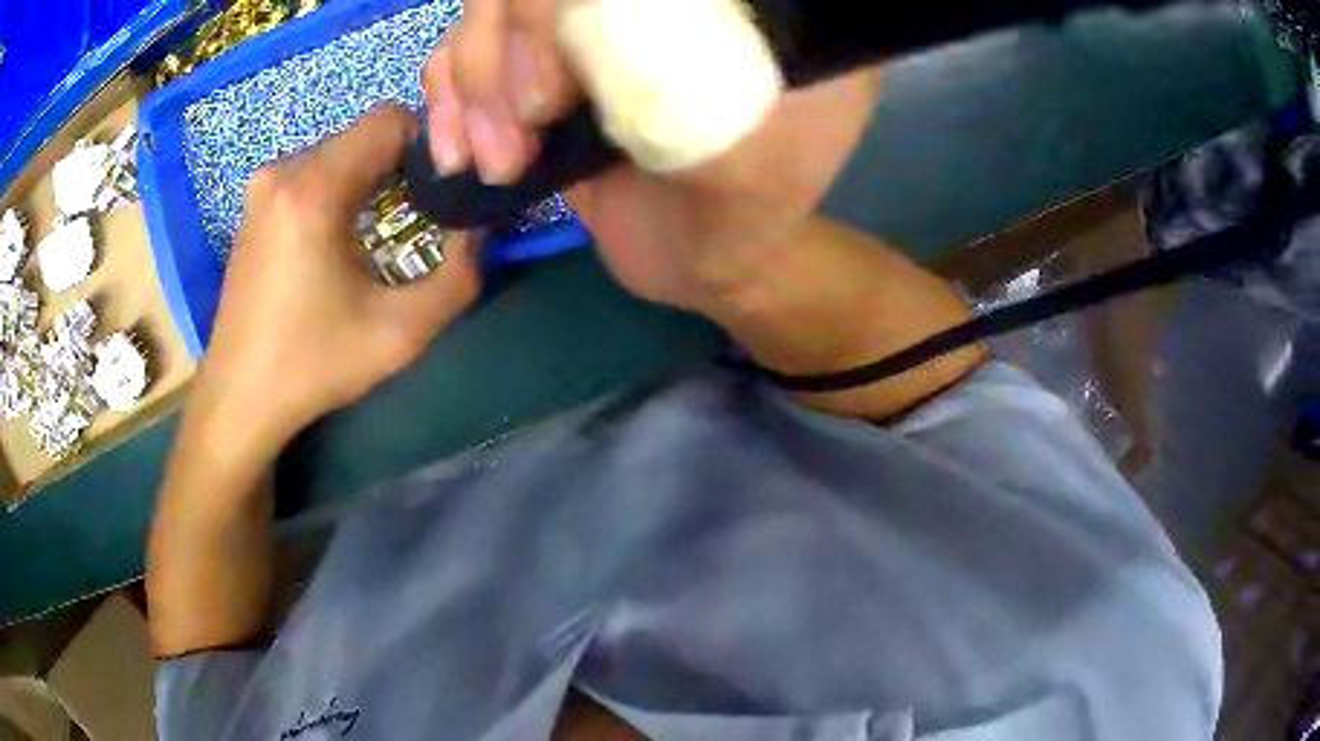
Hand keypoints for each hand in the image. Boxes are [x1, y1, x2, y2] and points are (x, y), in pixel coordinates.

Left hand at [190, 105, 480, 461]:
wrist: (239, 398)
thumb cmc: (313, 366)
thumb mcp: (400, 333)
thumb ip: (458, 275)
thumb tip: (480, 225)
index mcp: (313, 190)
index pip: (389, 119)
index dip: (428, 144)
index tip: (443, 188)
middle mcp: (283, 172)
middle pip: (364, 135)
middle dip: (401, 165)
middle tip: (420, 216)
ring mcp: (263, 187)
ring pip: (339, 151)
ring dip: (370, 178)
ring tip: (381, 232)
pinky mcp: (255, 205)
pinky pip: (312, 172)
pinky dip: (340, 189)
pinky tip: (341, 240)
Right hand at [422, 0, 880, 311]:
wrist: (701, 258)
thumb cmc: (740, 217)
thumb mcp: (748, 166)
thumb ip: (692, 99)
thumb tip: (591, 29)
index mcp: (701, 7)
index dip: (545, 16)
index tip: (546, 104)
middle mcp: (631, 9)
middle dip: (498, 61)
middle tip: (515, 145)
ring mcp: (576, 36)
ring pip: (483, 16)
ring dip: (469, 92)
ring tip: (499, 166)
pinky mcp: (535, 73)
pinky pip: (460, 57)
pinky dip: (447, 102)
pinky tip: (458, 154)